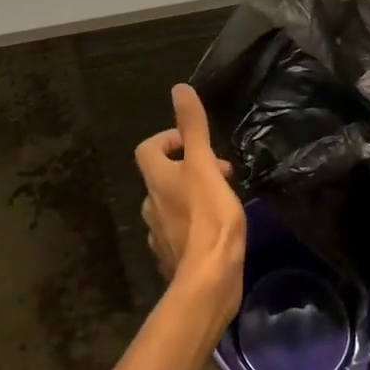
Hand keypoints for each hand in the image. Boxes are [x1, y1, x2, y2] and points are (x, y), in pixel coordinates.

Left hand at [134, 84, 245, 321]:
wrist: (208, 281)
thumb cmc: (208, 218)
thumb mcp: (204, 165)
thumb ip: (193, 128)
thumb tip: (179, 88)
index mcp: (156, 180)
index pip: (148, 148)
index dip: (168, 139)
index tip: (193, 142)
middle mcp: (151, 204)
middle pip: (161, 176)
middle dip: (188, 167)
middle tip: (219, 171)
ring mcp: (160, 234)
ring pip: (171, 203)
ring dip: (191, 194)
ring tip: (221, 198)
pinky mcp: (173, 257)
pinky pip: (179, 231)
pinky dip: (193, 222)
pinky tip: (215, 229)